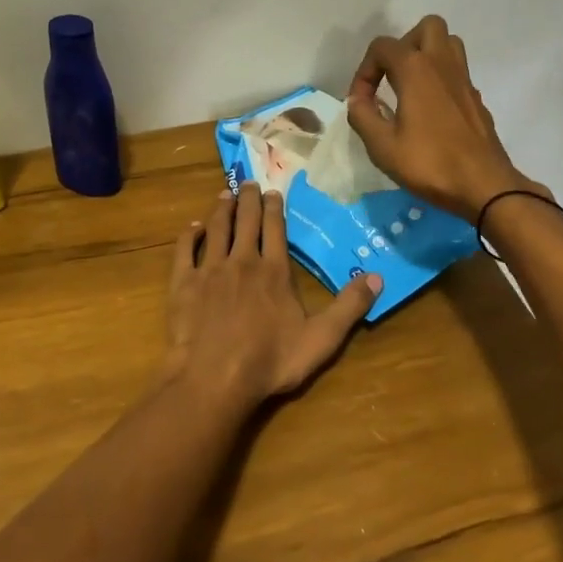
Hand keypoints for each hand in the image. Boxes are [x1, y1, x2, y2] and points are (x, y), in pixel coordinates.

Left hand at [165, 187, 381, 405]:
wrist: (214, 378)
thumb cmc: (270, 361)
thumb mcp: (321, 339)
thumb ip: (349, 307)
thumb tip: (378, 276)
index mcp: (274, 271)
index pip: (275, 229)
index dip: (275, 208)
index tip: (274, 192)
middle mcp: (242, 261)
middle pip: (246, 221)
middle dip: (249, 199)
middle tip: (249, 182)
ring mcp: (210, 270)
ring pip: (217, 228)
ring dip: (222, 209)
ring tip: (225, 194)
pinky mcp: (184, 283)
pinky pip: (185, 250)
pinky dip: (190, 234)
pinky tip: (193, 226)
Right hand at [346, 15, 550, 222]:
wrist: (484, 186)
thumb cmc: (429, 163)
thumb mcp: (382, 146)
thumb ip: (362, 116)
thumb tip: (357, 100)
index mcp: (416, 69)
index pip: (382, 47)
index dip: (364, 71)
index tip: (361, 101)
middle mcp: (443, 64)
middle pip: (427, 27)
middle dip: (404, 46)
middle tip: (391, 77)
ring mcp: (465, 80)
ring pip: (448, 44)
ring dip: (427, 56)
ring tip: (409, 87)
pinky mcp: (476, 99)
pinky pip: (457, 72)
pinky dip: (440, 80)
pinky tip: (429, 112)